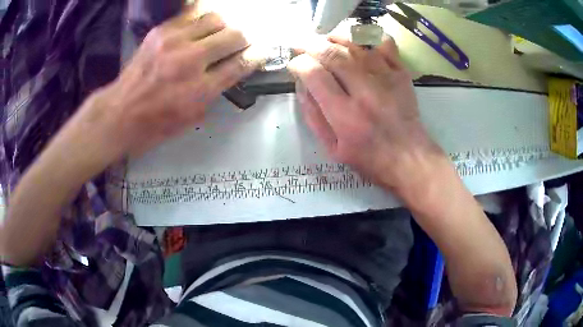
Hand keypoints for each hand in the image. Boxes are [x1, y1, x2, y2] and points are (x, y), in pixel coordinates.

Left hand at [84, 10, 261, 160]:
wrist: (119, 113)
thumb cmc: (155, 124)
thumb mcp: (191, 118)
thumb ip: (215, 91)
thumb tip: (230, 70)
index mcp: (200, 90)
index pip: (240, 64)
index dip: (256, 57)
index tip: (261, 53)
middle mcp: (190, 61)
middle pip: (234, 36)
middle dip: (243, 39)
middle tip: (239, 44)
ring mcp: (174, 41)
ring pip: (216, 18)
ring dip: (224, 26)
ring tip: (218, 35)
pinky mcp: (160, 31)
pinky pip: (191, 14)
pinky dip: (201, 20)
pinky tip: (199, 30)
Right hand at [289, 36, 443, 195]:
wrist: (409, 159)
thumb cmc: (369, 158)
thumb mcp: (333, 148)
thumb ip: (313, 115)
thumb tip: (302, 84)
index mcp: (344, 115)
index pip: (314, 74)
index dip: (298, 63)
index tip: (294, 64)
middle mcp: (365, 91)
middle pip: (332, 54)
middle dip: (310, 45)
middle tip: (302, 46)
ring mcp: (386, 79)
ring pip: (356, 44)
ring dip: (334, 38)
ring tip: (324, 41)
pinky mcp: (401, 74)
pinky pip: (384, 44)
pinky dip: (369, 36)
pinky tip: (358, 41)